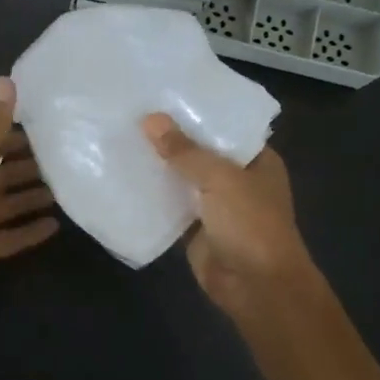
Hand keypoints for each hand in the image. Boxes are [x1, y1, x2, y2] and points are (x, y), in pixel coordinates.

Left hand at [0, 78, 58, 311]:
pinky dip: (31, 231)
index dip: (16, 135)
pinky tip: (56, 226)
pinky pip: (12, 236)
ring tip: (67, 189)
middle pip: (4, 173)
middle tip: (66, 159)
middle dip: (29, 166)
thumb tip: (8, 80)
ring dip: (33, 197)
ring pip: (10, 204)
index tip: (49, 128)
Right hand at [142, 114, 314, 315]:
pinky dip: (152, 194)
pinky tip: (124, 174)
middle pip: (200, 151)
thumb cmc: (250, 224)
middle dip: (172, 137)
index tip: (163, 92)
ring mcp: (216, 204)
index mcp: (257, 160)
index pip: (225, 126)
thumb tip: (150, 119)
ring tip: (122, 136)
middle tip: (132, 111)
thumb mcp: (219, 178)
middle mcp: (238, 178)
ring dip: (159, 165)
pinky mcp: (195, 227)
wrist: (256, 287)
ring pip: (183, 178)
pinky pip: (170, 204)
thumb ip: (184, 150)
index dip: (197, 110)